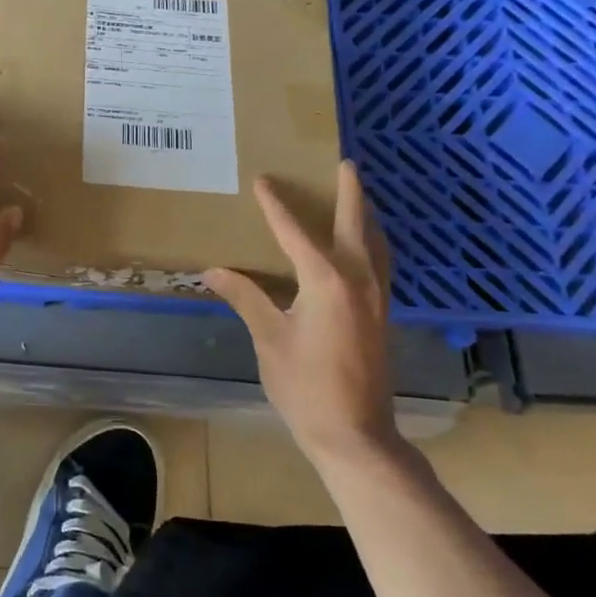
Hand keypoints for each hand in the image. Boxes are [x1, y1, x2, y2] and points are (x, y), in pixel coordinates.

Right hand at [203, 160, 399, 468]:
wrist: (354, 433)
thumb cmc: (305, 385)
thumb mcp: (269, 338)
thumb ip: (246, 297)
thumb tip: (213, 271)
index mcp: (326, 280)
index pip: (295, 231)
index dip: (276, 205)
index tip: (262, 181)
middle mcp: (359, 279)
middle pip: (355, 224)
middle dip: (350, 192)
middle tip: (345, 164)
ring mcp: (377, 297)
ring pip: (376, 243)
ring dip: (366, 215)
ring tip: (358, 196)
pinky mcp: (383, 314)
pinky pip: (380, 263)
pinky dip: (372, 243)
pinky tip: (364, 248)